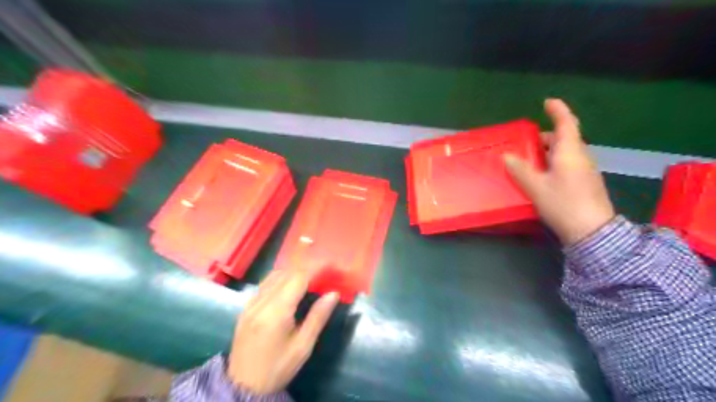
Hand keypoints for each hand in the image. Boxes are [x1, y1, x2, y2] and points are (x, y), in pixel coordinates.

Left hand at [230, 272, 340, 394]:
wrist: (243, 386)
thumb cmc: (278, 368)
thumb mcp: (303, 346)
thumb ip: (318, 317)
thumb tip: (334, 293)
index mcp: (276, 312)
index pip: (298, 278)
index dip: (315, 269)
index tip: (330, 266)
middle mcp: (261, 302)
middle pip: (286, 273)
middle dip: (306, 269)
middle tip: (323, 273)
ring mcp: (250, 303)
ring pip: (274, 275)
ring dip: (293, 272)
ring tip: (309, 278)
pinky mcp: (245, 307)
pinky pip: (264, 284)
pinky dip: (280, 279)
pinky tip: (289, 287)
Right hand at [502, 100, 615, 243]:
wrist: (592, 231)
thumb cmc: (563, 204)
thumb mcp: (536, 187)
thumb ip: (520, 170)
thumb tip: (506, 156)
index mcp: (570, 152)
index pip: (566, 123)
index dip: (558, 110)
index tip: (547, 102)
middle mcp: (580, 157)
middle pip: (565, 138)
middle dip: (546, 136)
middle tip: (526, 141)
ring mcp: (585, 170)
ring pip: (566, 152)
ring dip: (549, 150)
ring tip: (530, 158)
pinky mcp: (585, 182)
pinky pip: (568, 164)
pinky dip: (553, 162)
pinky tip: (541, 174)